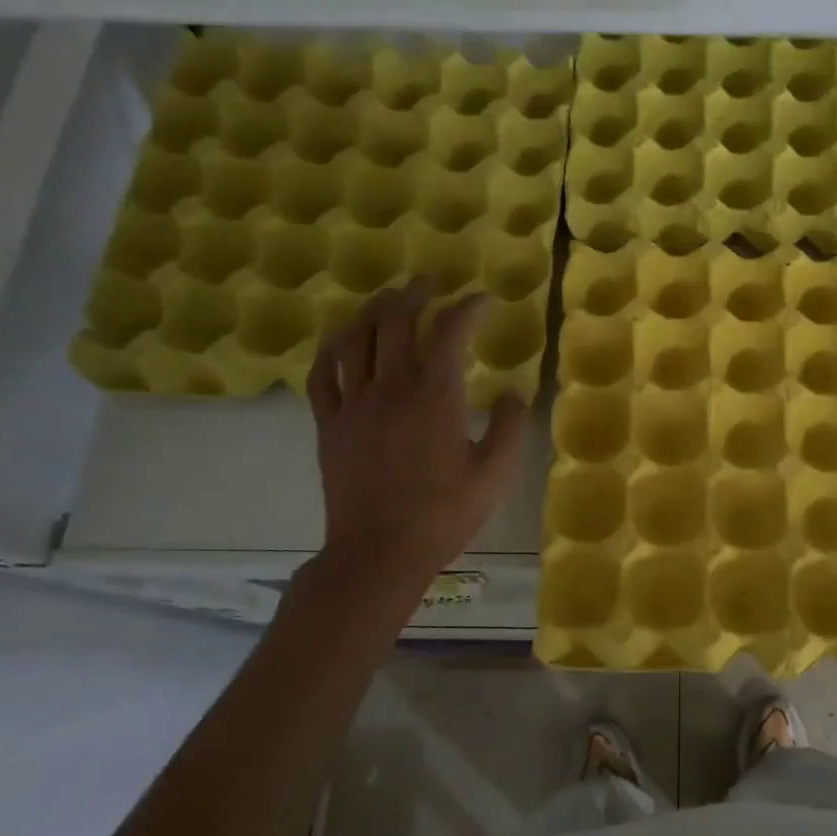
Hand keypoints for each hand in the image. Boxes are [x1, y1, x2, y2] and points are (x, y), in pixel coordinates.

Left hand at [305, 279, 524, 592]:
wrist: (379, 553)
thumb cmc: (444, 515)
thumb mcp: (495, 474)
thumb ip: (511, 427)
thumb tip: (514, 394)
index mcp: (435, 396)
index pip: (450, 332)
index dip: (468, 308)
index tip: (483, 300)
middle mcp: (391, 388)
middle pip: (395, 320)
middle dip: (415, 293)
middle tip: (429, 282)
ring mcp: (354, 404)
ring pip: (355, 338)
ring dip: (372, 310)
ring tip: (387, 300)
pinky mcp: (330, 424)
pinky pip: (322, 374)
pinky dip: (332, 349)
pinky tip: (342, 342)